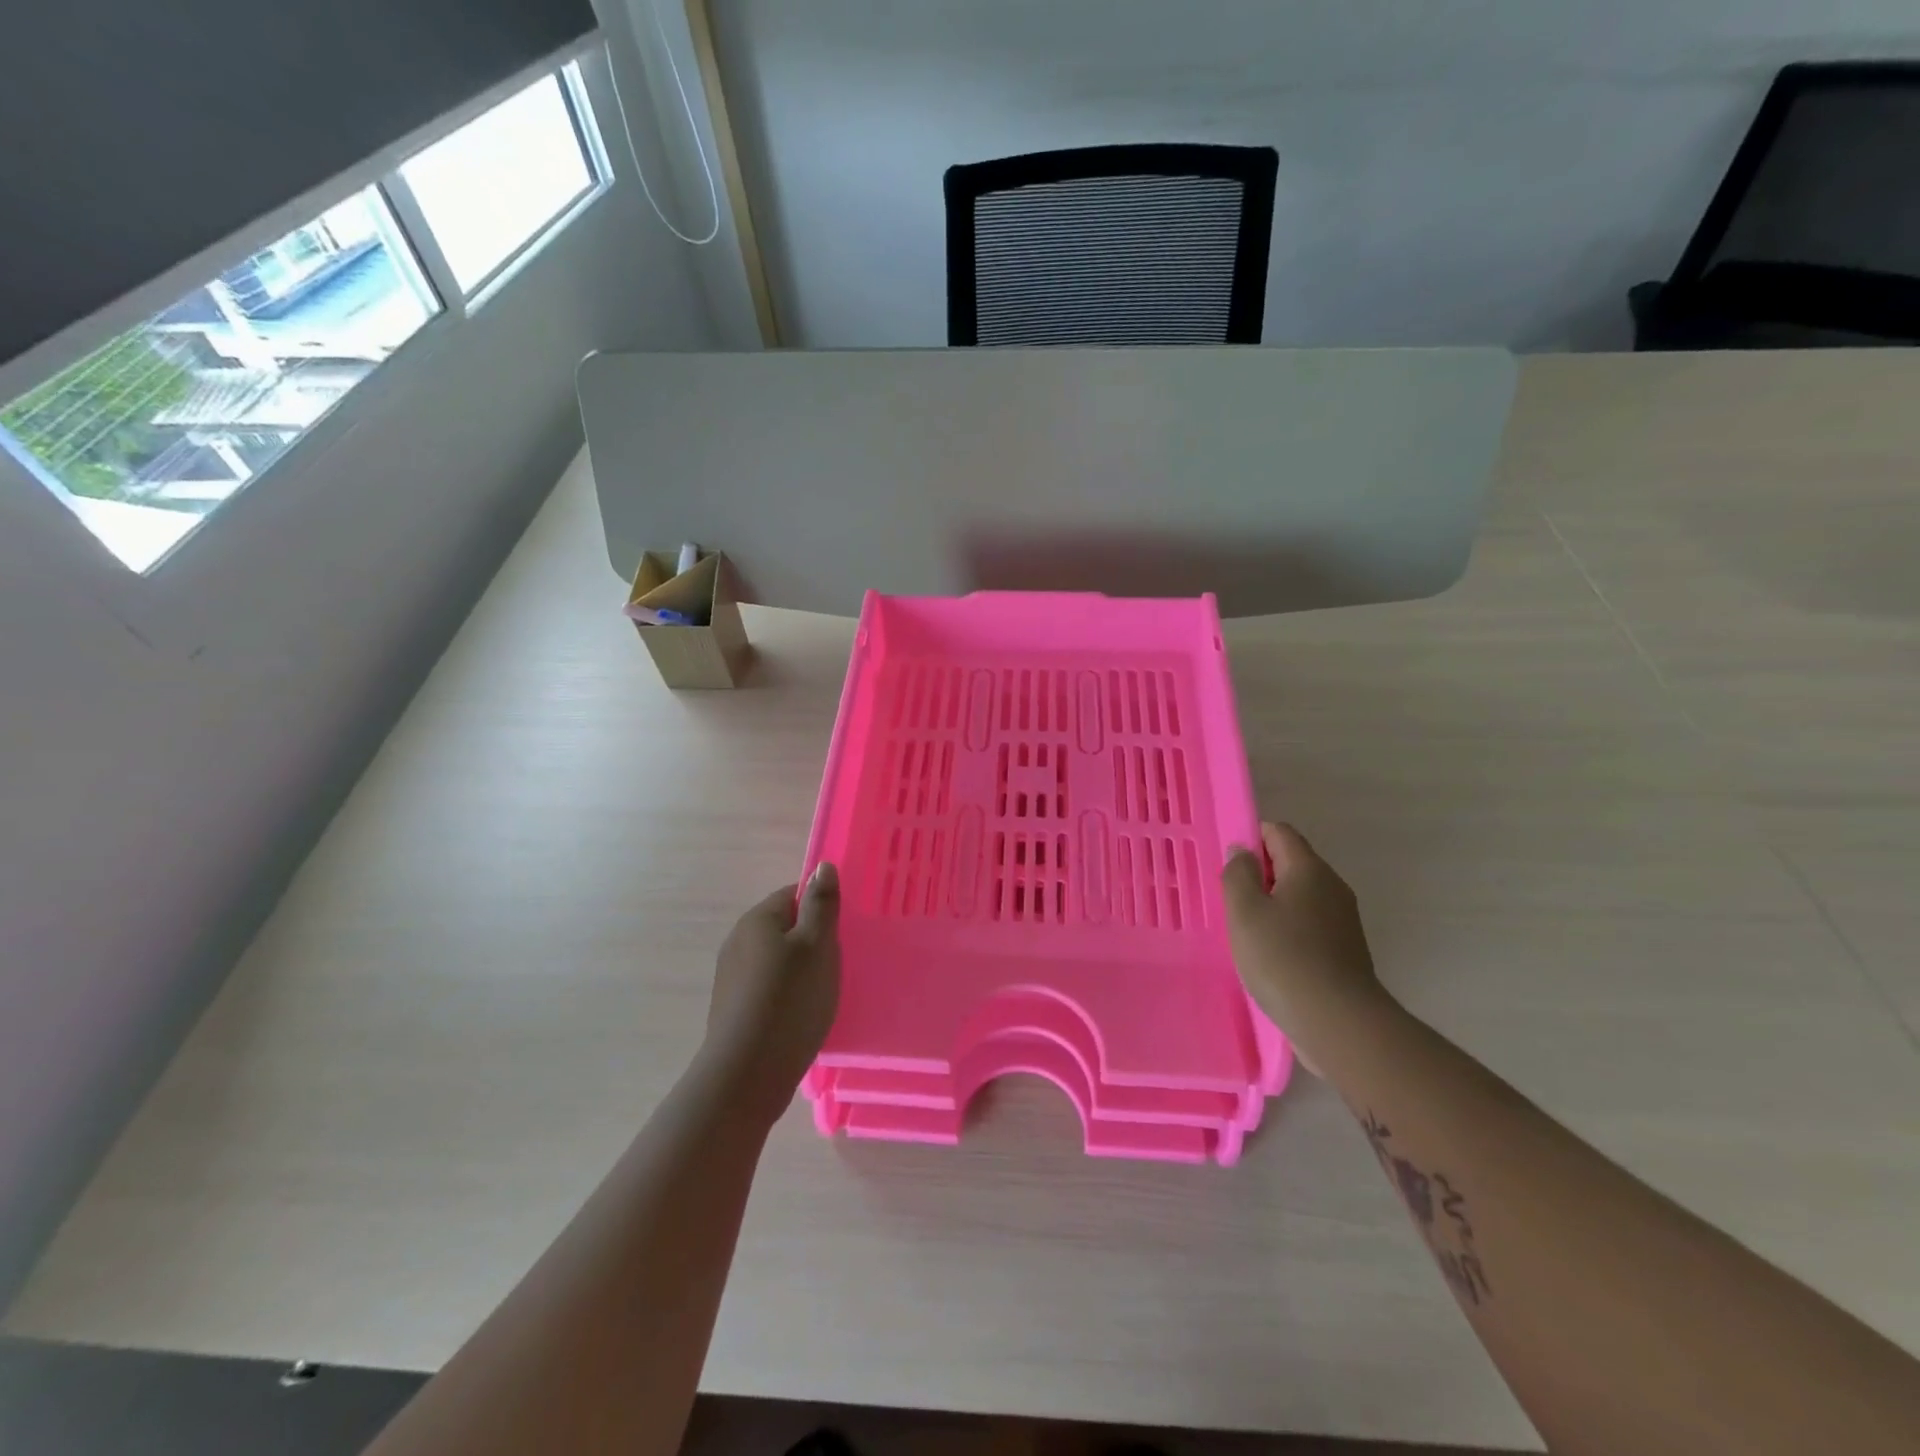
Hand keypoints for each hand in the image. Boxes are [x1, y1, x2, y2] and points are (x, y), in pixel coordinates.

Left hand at [704, 864, 840, 1124]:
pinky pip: (768, 987)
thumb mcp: (817, 945)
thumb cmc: (790, 1000)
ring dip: (800, 970)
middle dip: (812, 941)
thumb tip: (822, 866)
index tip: (841, 934)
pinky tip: (801, 1016)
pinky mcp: (733, 1008)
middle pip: (785, 927)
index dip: (822, 909)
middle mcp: (738, 940)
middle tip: (837, 965)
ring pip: (777, 959)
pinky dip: (786, 995)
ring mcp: (731, 976)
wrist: (747, 1074)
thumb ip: (822, 903)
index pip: (795, 894)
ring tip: (822, 994)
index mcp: (757, 919)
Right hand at [1222, 823, 1383, 1073]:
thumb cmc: (1283, 958)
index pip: (1279, 832)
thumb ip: (1238, 873)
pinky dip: (1288, 929)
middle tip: (1231, 900)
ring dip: (1273, 905)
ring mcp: (1343, 920)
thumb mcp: (1244, 911)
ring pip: (1300, 896)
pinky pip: (1309, 924)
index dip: (1251, 838)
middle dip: (1260, 874)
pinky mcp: (1346, 950)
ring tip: (1247, 930)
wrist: (1338, 1023)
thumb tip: (1242, 851)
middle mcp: (1332, 887)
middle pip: (1292, 863)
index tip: (1228, 865)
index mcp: (1309, 869)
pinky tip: (1271, 955)